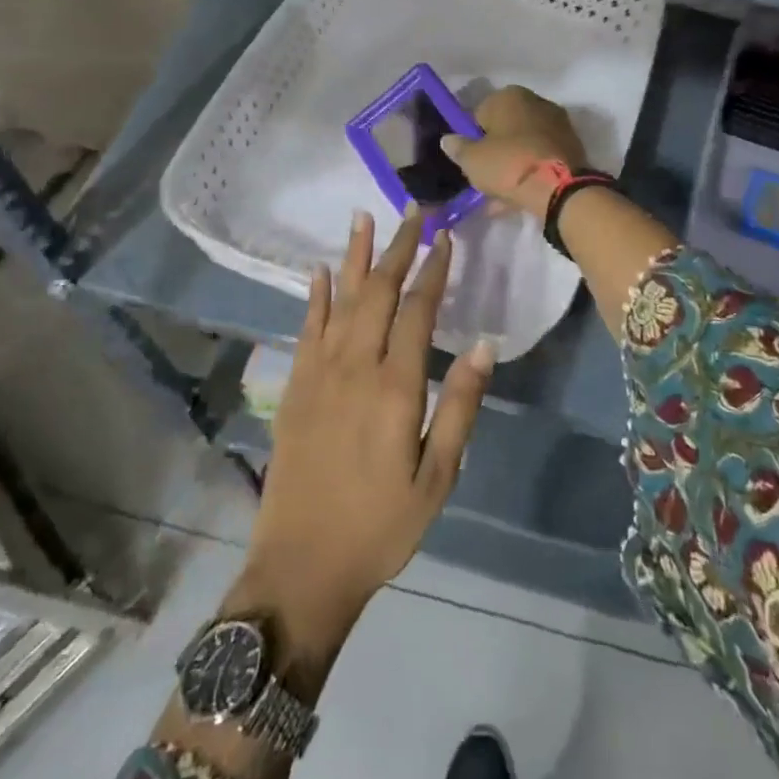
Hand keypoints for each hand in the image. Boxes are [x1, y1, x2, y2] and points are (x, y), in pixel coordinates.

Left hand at [238, 209, 493, 657]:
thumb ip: (460, 405)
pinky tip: (319, 271)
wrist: (301, 567)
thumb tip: (484, 343)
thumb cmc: (381, 526)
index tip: (446, 237)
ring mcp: (318, 372)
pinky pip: (306, 327)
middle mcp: (354, 365)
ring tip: (362, 217)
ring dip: (353, 256)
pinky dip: (315, 295)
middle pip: (377, 291)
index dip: (434, 270)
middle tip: (412, 211)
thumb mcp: (438, 476)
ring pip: (339, 299)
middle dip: (397, 247)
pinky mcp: (294, 386)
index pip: (417, 310)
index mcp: (394, 386)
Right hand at [440, 85, 589, 217]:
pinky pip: (540, 159)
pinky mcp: (572, 147)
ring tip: (499, 195)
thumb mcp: (472, 160)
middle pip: (505, 129)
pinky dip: (529, 172)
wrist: (561, 189)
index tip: (469, 159)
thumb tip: (448, 139)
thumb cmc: (509, 164)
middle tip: (484, 177)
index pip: (480, 113)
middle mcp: (536, 102)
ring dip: (511, 165)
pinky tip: (518, 198)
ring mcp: (557, 124)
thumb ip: (458, 148)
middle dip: (494, 151)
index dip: (471, 137)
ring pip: (524, 146)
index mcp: (509, 96)